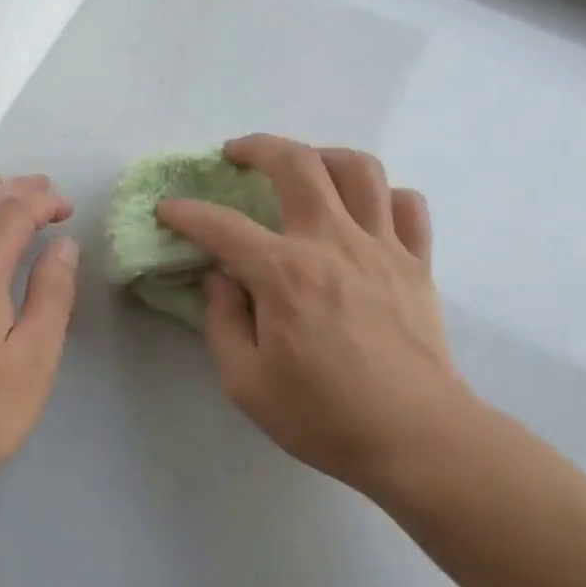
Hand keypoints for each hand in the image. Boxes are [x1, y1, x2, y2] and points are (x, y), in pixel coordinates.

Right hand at [157, 135, 476, 502]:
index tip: (167, 209)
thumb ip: (222, 322)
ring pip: (359, 168)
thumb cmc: (323, 416)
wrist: (416, 439)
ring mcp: (382, 247)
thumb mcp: (245, 382)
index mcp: (284, 274)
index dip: (186, 213)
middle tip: (235, 154)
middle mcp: (332, 243)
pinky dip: (383, 195)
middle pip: (297, 163)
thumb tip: (219, 278)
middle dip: (257, 147)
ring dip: (322, 155)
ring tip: (302, 168)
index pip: (221, 226)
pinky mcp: (417, 263)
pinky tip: (364, 210)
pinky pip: (407, 205)